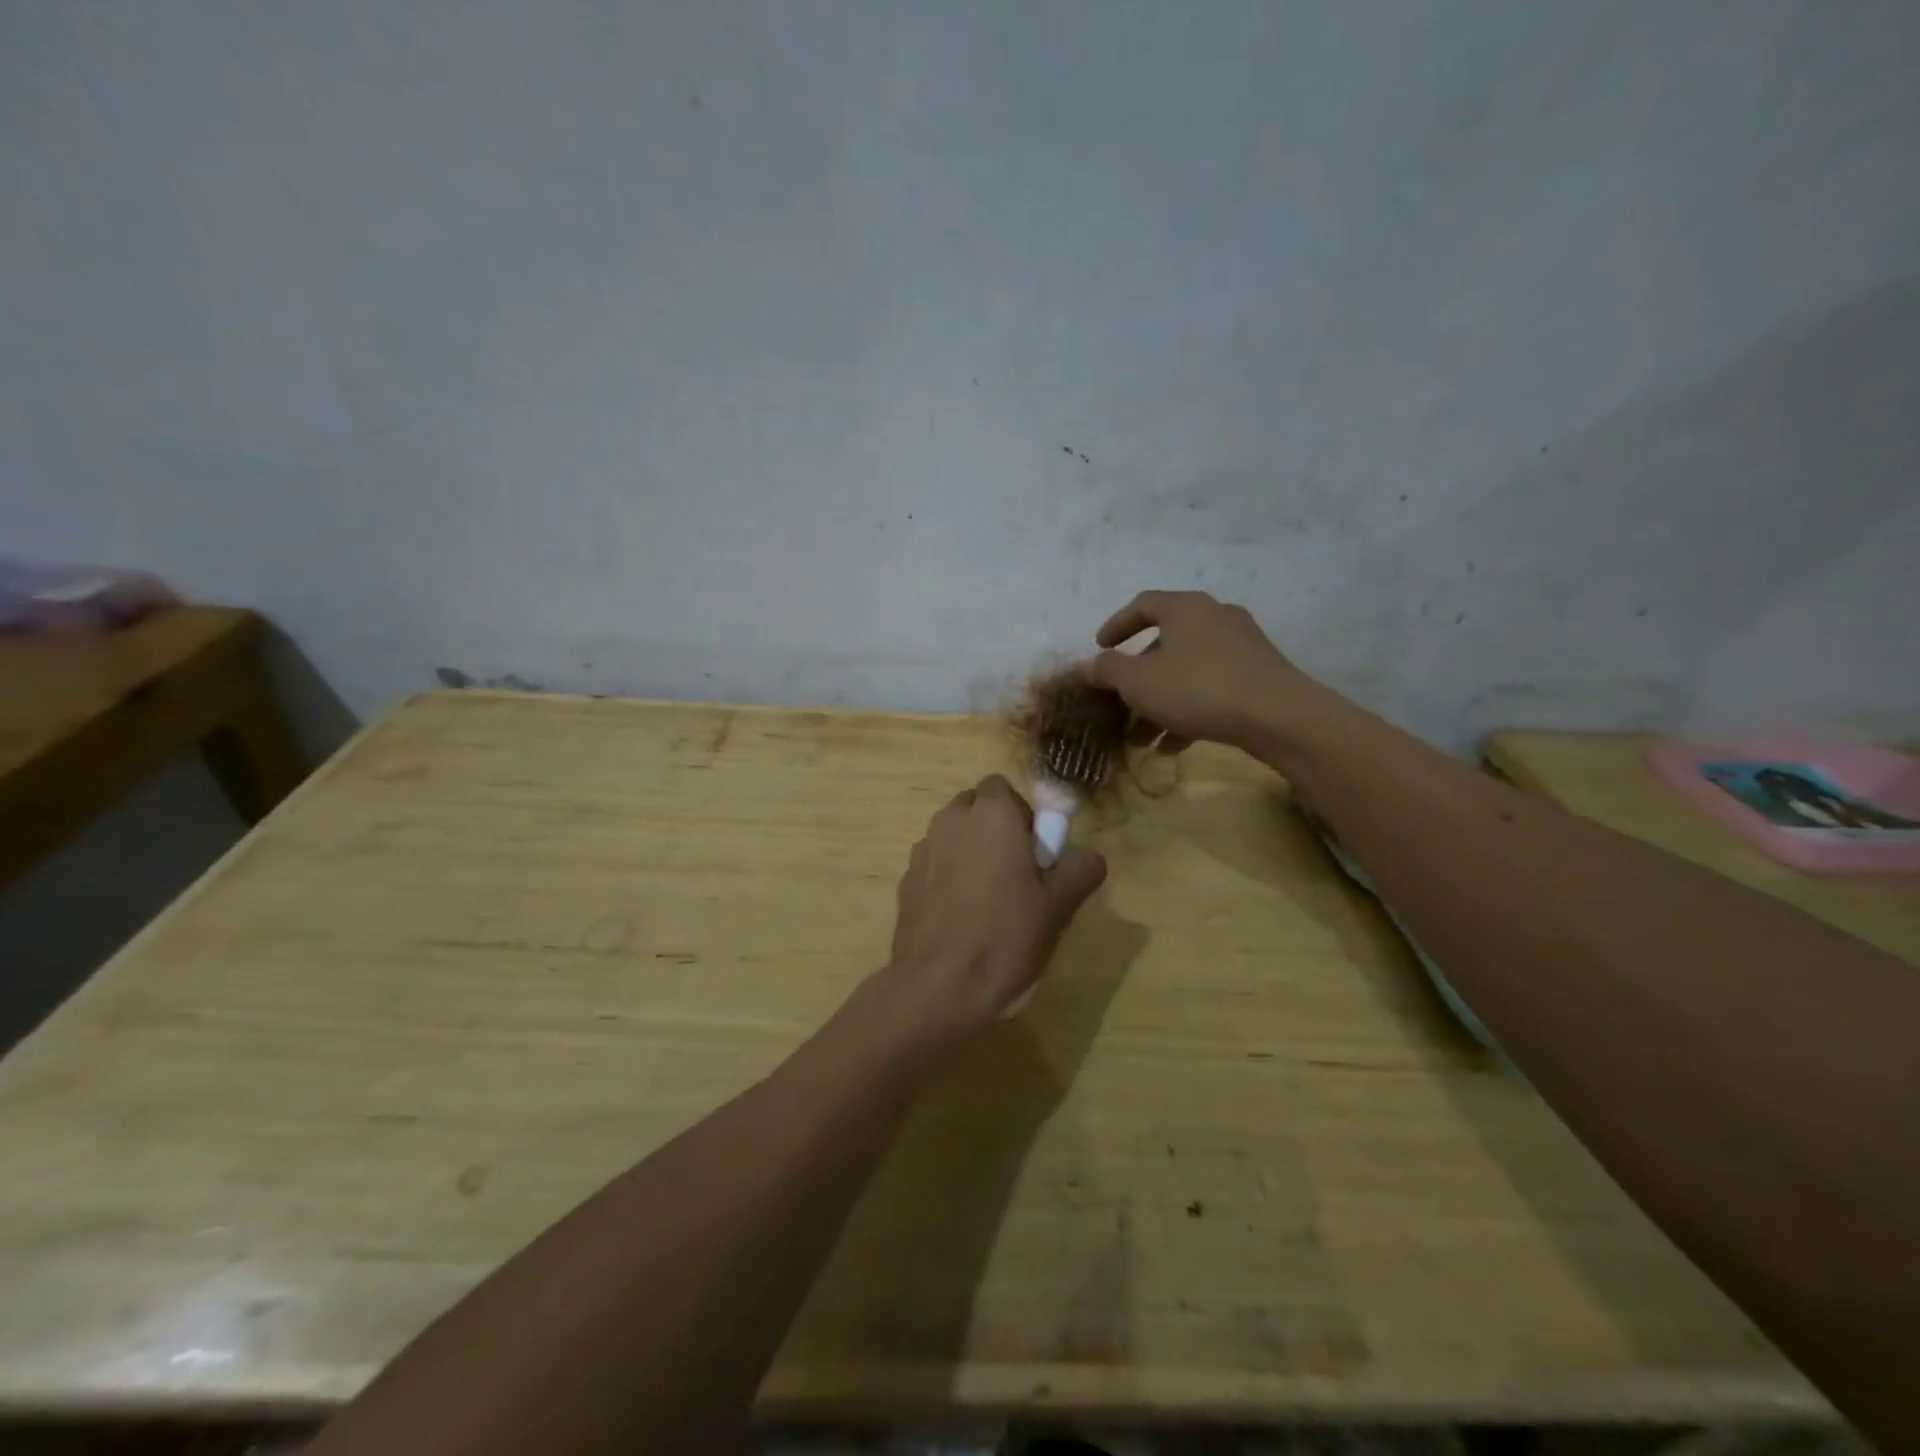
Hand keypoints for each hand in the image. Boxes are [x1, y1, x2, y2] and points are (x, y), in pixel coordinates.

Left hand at [885, 775, 1106, 1038]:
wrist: (940, 986)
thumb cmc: (1006, 936)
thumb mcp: (1059, 904)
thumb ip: (1080, 868)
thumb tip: (1087, 855)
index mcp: (990, 815)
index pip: (1003, 787)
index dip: (1021, 814)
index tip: (1034, 852)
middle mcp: (951, 820)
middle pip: (975, 807)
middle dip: (994, 828)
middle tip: (1015, 873)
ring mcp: (922, 849)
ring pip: (952, 834)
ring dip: (969, 850)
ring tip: (987, 899)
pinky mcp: (906, 879)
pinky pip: (934, 863)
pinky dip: (948, 876)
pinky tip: (961, 917)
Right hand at [1088, 590, 1336, 753]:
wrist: (1278, 716)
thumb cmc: (1198, 689)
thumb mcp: (1139, 682)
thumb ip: (1108, 670)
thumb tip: (1086, 665)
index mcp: (1185, 608)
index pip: (1142, 605)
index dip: (1116, 625)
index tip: (1100, 647)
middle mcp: (1215, 616)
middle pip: (1165, 643)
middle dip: (1138, 677)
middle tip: (1121, 702)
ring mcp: (1241, 644)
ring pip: (1187, 670)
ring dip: (1161, 700)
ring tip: (1143, 737)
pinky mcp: (1259, 673)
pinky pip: (1212, 686)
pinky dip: (1189, 709)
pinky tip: (1174, 745)